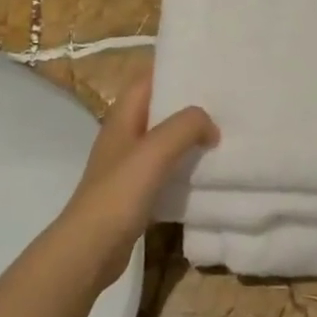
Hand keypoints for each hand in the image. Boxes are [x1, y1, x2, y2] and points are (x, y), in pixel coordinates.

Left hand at [54, 75, 216, 285]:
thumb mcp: (154, 151)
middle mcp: (124, 137)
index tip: (206, 67)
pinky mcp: (135, 194)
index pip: (146, 80)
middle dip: (188, 104)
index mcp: (122, 118)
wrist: (90, 249)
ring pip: (163, 142)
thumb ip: (185, 127)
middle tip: (225, 100)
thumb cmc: (119, 194)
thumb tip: (210, 124)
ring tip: (224, 132)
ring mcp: (128, 167)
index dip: (172, 70)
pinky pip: (165, 171)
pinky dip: (184, 168)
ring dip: (189, 137)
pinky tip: (208, 173)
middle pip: (158, 110)